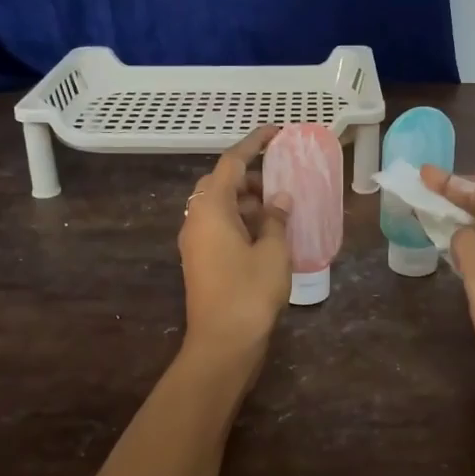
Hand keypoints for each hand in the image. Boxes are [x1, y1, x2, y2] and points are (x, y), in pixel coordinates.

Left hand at [179, 127, 292, 358]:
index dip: (254, 143)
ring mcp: (194, 241)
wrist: (222, 343)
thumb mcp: (272, 251)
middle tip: (280, 180)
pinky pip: (218, 227)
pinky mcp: (199, 260)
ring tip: (278, 208)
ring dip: (246, 201)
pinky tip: (266, 233)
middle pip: (221, 183)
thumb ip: (276, 218)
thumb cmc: (249, 292)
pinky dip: (240, 221)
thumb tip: (279, 199)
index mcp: (211, 208)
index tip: (275, 132)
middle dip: (250, 177)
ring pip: (219, 207)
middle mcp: (196, 218)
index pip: (231, 162)